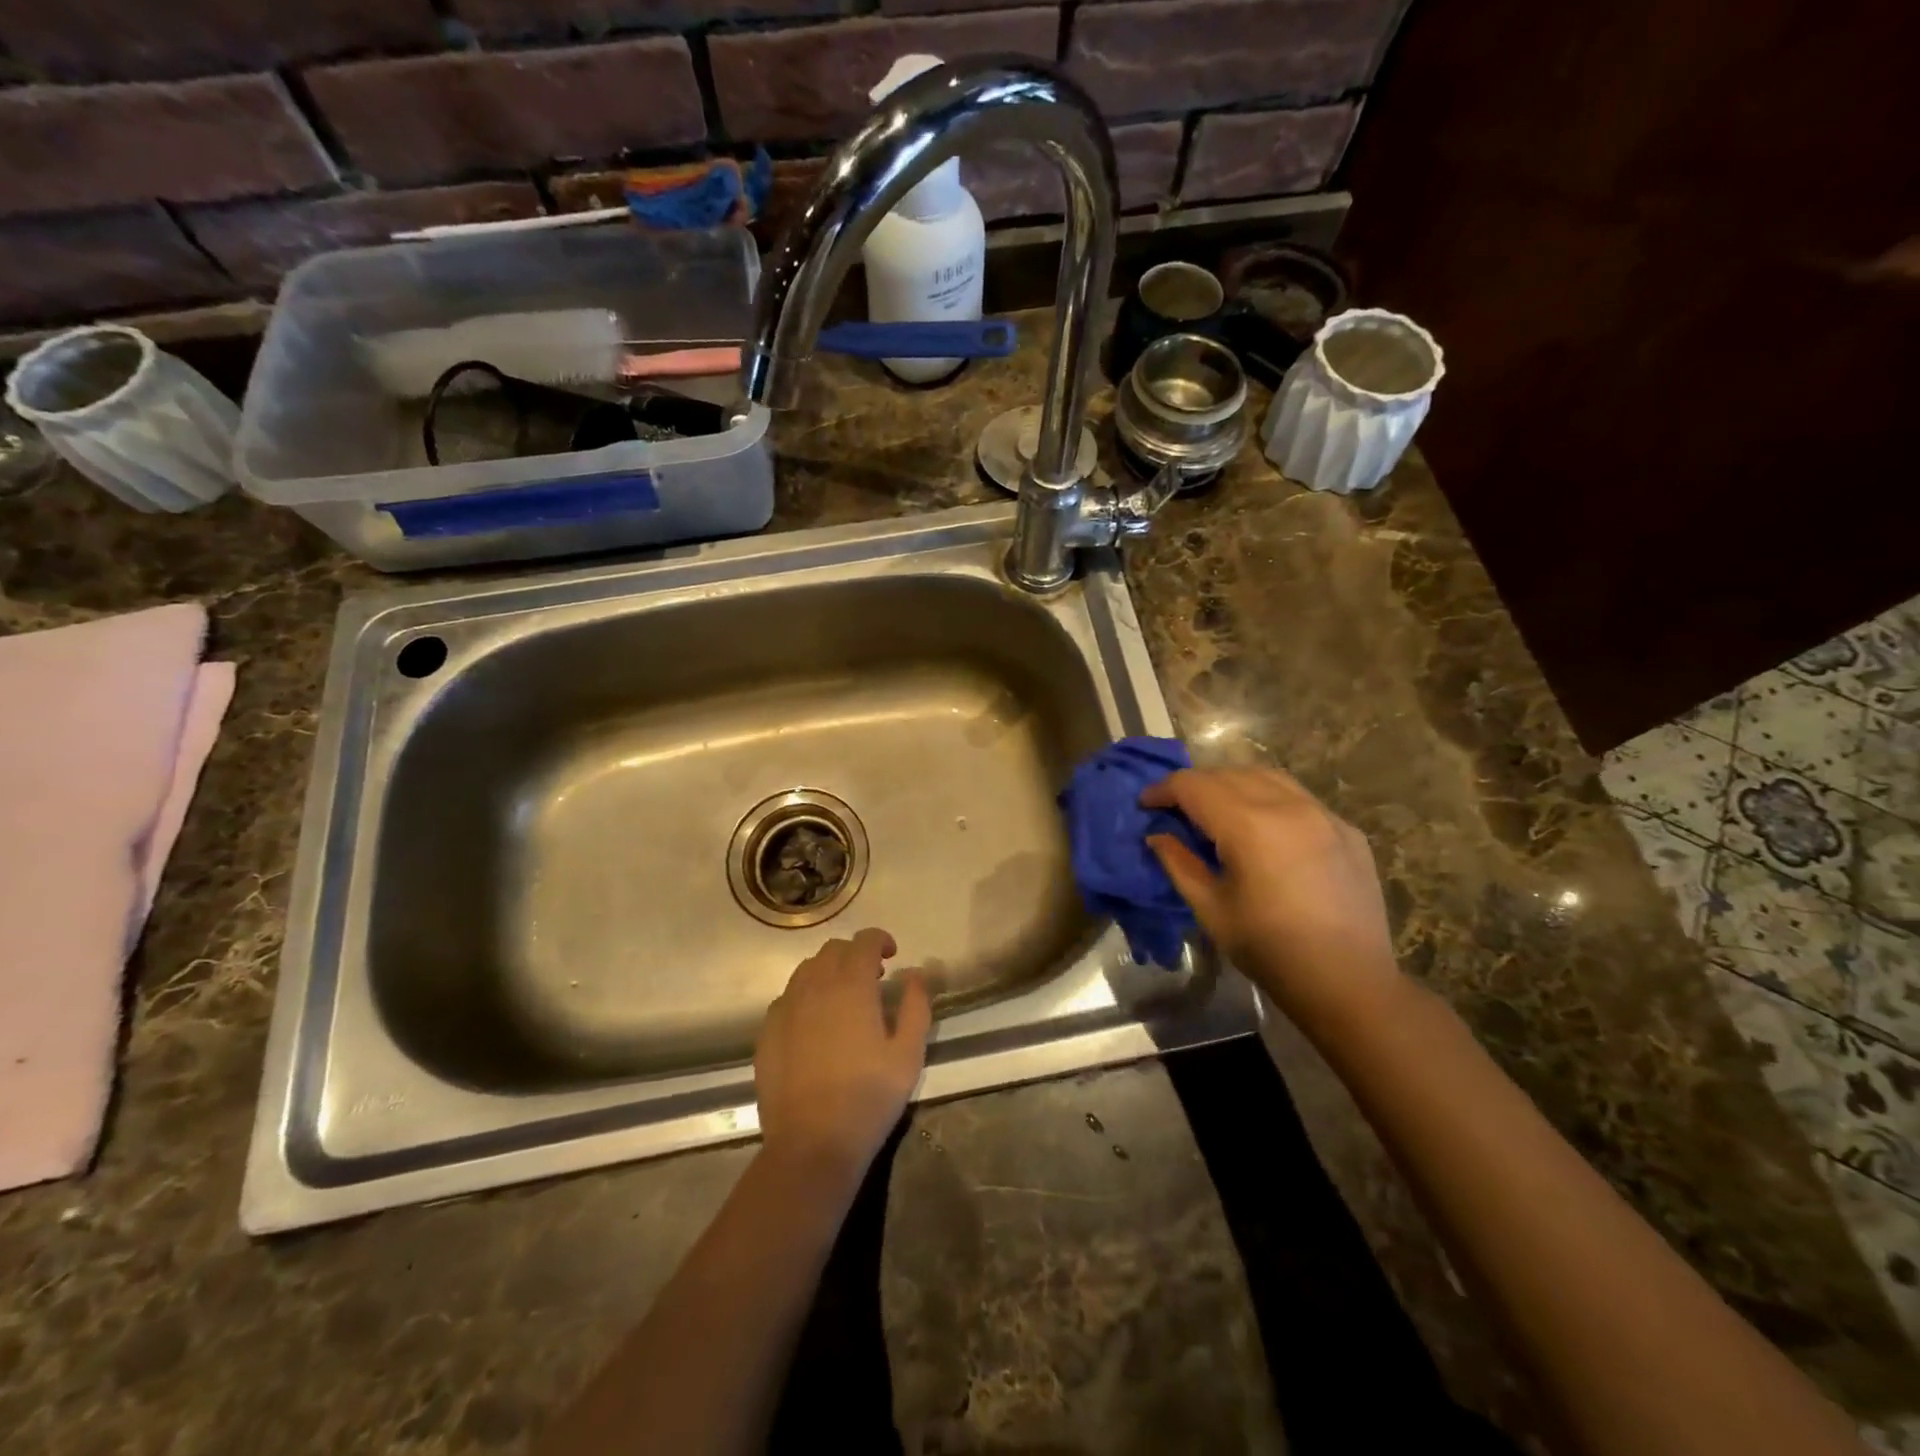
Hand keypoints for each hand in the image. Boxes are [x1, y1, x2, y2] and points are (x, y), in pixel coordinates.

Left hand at [755, 928, 932, 1189]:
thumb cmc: (869, 1097)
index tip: (893, 955)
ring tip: (843, 998)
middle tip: (873, 978)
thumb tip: (916, 973)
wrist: (812, 1144)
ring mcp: (785, 1008)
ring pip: (806, 970)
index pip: (864, 941)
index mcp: (851, 985)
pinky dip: (805, 997)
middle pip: (833, 950)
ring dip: (828, 972)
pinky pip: (787, 998)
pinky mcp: (767, 1032)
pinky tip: (815, 1025)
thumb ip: (916, 1005)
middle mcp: (814, 986)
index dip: (880, 940)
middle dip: (855, 954)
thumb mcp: (908, 1054)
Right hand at [1142, 768, 1406, 1036]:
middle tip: (1176, 810)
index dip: (1163, 790)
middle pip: (1228, 773)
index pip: (1194, 785)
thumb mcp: (1211, 909)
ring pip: (1267, 776)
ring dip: (1233, 784)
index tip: (1146, 805)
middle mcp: (1288, 806)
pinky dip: (1270, 800)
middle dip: (1195, 785)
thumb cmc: (1270, 950)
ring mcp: (1323, 814)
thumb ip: (1179, 864)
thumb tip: (1157, 835)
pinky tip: (1265, 830)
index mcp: (1249, 826)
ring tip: (1217, 810)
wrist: (1350, 983)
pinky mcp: (1346, 829)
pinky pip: (1299, 798)